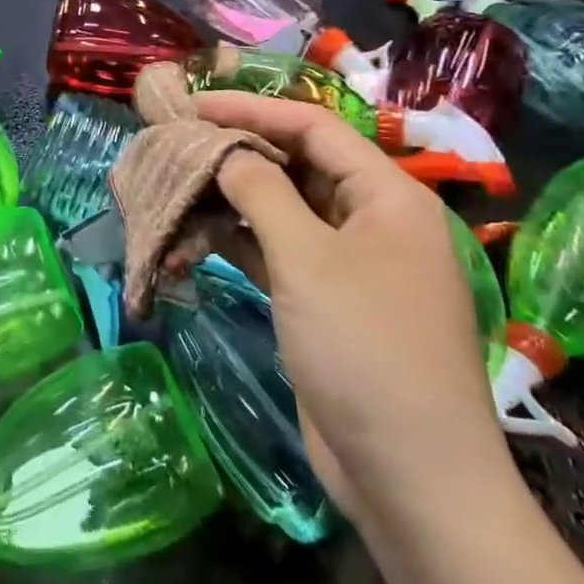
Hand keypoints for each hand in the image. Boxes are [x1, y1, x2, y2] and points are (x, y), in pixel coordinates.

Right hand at [195, 91, 512, 529]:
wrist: (409, 476)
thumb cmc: (366, 350)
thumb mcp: (308, 260)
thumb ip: (262, 193)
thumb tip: (225, 152)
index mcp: (387, 196)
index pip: (313, 128)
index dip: (252, 111)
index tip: (193, 106)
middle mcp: (369, 219)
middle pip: (295, 165)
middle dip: (235, 153)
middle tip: (176, 143)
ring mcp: (346, 262)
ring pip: (279, 209)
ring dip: (228, 200)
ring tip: (173, 186)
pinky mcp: (321, 299)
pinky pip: (274, 252)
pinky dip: (234, 242)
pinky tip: (190, 236)